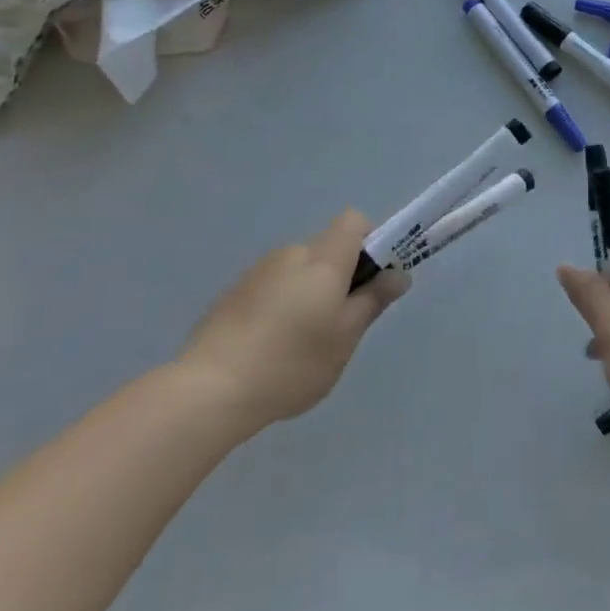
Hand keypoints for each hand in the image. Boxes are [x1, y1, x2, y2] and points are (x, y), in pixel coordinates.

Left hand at [177, 210, 409, 432]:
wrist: (210, 389)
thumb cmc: (292, 362)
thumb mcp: (345, 338)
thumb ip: (373, 300)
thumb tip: (399, 274)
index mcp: (323, 260)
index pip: (354, 221)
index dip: (370, 241)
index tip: (371, 278)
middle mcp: (290, 254)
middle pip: (327, 249)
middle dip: (340, 277)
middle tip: (340, 324)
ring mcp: (257, 272)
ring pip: (298, 271)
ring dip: (309, 293)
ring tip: (301, 345)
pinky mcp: (233, 293)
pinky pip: (272, 287)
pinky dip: (281, 306)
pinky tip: (270, 348)